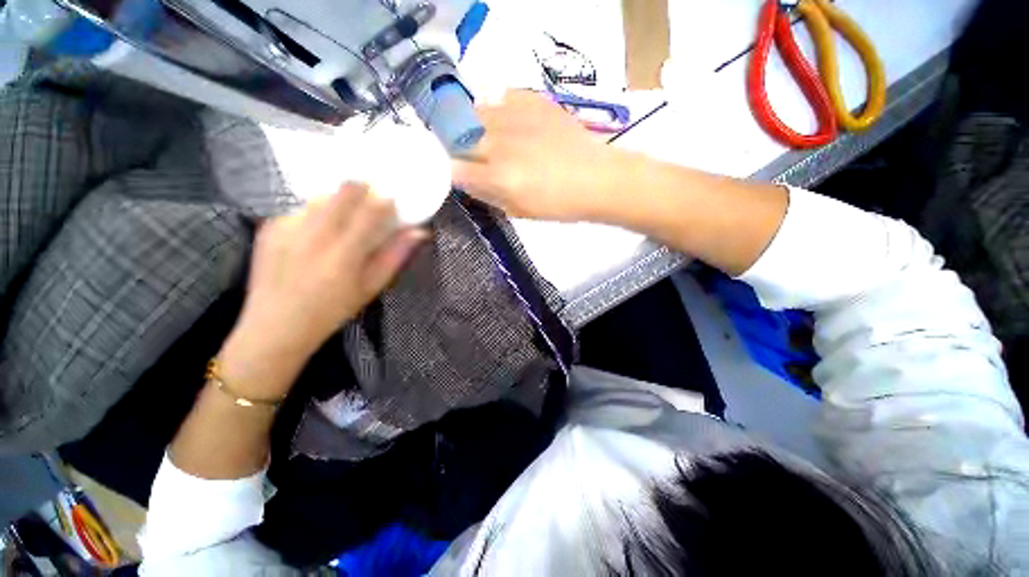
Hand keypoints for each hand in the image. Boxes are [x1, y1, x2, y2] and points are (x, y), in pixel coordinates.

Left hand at [220, 183, 426, 398]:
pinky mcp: (268, 228)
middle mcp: (314, 236)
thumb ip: (395, 256)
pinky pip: (301, 209)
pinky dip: (315, 215)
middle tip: (371, 200)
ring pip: (321, 197)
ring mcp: (287, 228)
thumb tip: (420, 232)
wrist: (275, 326)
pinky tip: (315, 236)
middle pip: (343, 192)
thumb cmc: (332, 310)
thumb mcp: (371, 287)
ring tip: (343, 220)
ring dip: (339, 201)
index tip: (392, 201)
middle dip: (363, 189)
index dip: (385, 201)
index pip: (370, 211)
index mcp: (344, 255)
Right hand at [452, 90, 622, 220]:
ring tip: (489, 137)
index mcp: (498, 176)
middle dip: (459, 149)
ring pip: (475, 114)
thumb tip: (467, 180)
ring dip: (474, 127)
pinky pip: (501, 97)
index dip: (452, 171)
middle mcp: (500, 143)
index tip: (457, 174)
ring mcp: (515, 117)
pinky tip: (508, 121)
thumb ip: (488, 194)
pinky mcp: (533, 101)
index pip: (454, 168)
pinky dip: (498, 109)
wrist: (596, 179)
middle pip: (459, 138)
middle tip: (473, 157)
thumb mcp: (518, 211)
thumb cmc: (558, 205)